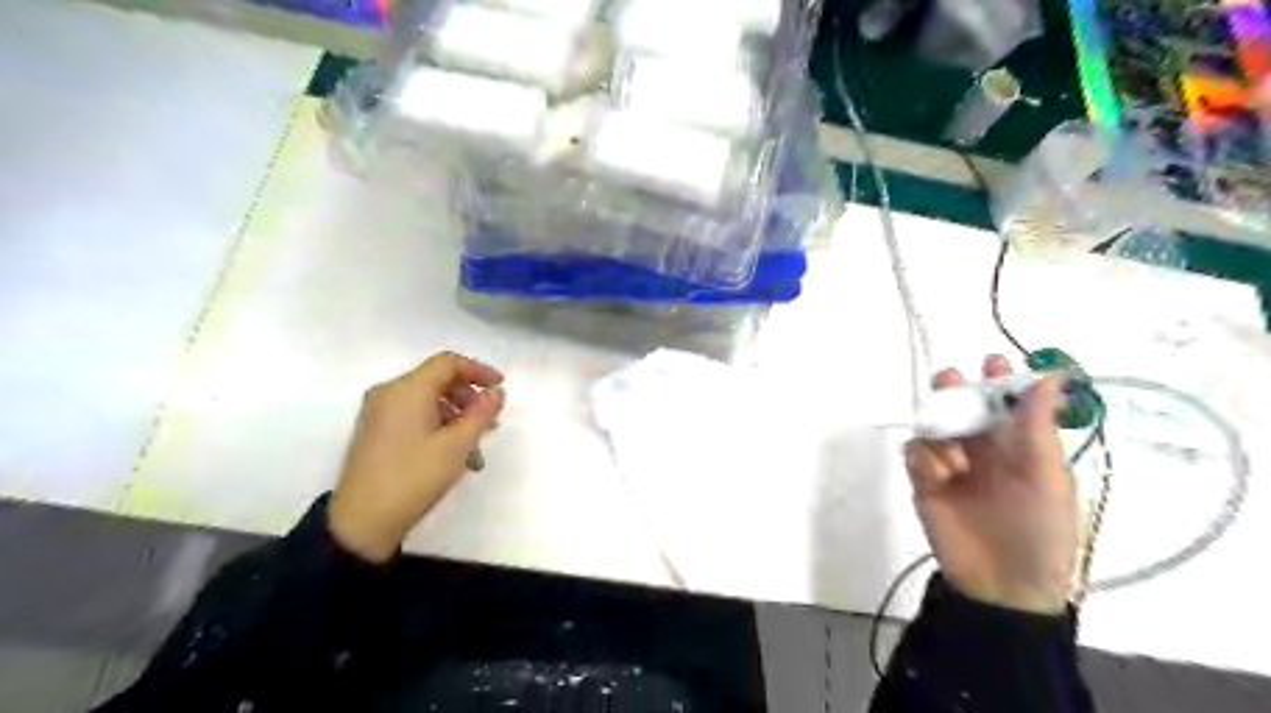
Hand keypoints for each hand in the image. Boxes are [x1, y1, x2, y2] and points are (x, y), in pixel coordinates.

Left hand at [327, 352, 507, 561]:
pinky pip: (415, 418)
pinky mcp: (376, 433)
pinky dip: (439, 429)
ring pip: (429, 403)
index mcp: (407, 390)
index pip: (447, 363)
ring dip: (457, 420)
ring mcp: (379, 414)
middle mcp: (389, 394)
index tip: (501, 387)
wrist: (362, 522)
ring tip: (476, 452)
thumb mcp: (457, 445)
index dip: (478, 370)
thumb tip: (497, 392)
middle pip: (438, 382)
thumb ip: (482, 414)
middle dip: (469, 400)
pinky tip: (455, 459)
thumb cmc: (414, 477)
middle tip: (491, 424)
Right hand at [907, 358, 1075, 613]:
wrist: (1002, 584)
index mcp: (1018, 444)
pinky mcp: (923, 481)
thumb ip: (1038, 428)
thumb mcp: (1048, 479)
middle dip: (954, 390)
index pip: (1005, 401)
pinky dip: (924, 458)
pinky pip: (914, 452)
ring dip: (941, 432)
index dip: (999, 379)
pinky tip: (939, 477)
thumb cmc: (1039, 530)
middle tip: (952, 382)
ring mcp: (950, 463)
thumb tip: (1050, 376)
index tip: (992, 360)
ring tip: (957, 462)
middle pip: (960, 405)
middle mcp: (982, 447)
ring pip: (933, 425)